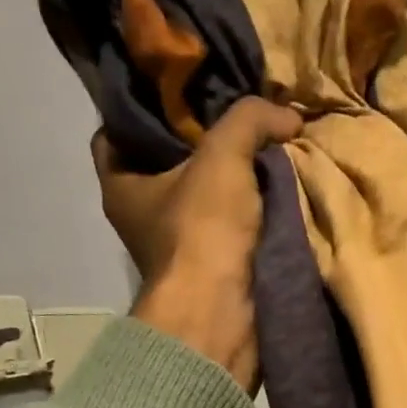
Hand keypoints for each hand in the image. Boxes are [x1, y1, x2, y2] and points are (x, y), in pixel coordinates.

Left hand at [96, 98, 301, 388]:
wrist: (223, 315)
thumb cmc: (202, 231)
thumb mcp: (223, 156)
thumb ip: (251, 119)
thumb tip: (288, 115)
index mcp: (121, 186)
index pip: (118, 132)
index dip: (146, 109)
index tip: (181, 93)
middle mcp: (142, 219)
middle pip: (167, 166)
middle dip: (200, 144)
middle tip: (236, 116)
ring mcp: (177, 250)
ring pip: (203, 201)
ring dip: (232, 183)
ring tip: (266, 150)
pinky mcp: (211, 273)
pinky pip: (231, 231)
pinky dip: (251, 215)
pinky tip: (278, 194)